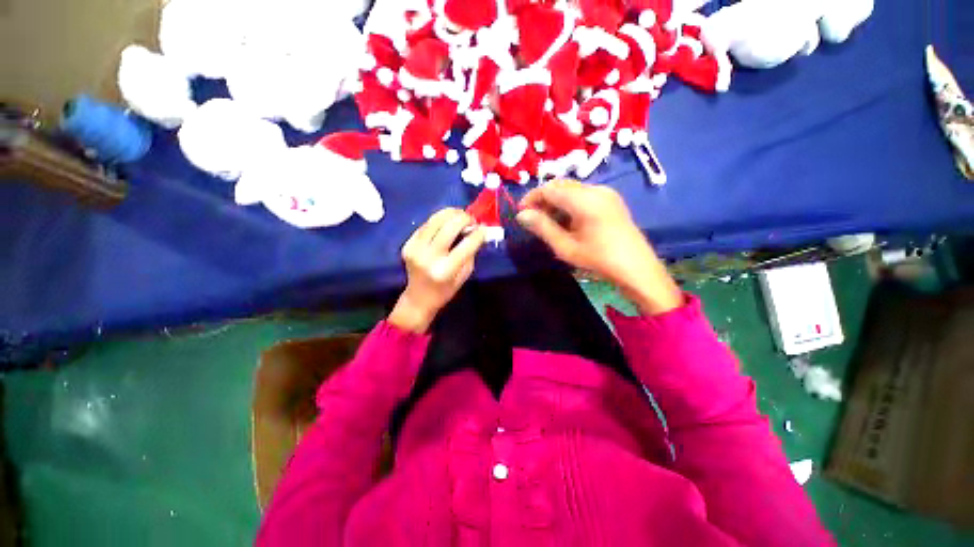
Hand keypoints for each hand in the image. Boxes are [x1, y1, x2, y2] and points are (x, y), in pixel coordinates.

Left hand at [389, 208, 485, 332]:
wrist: (418, 298)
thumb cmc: (445, 290)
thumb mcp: (464, 275)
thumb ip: (471, 253)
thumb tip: (477, 231)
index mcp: (445, 270)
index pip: (466, 245)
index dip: (478, 233)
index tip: (484, 228)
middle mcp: (429, 257)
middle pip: (449, 227)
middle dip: (464, 218)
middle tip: (472, 220)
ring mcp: (415, 249)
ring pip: (435, 220)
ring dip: (451, 214)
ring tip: (460, 215)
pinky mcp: (408, 244)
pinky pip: (426, 225)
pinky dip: (438, 220)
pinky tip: (446, 223)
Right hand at [516, 180, 681, 314]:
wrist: (637, 268)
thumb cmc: (599, 259)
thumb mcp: (566, 247)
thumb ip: (542, 228)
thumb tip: (521, 215)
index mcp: (584, 200)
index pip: (550, 188)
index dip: (532, 198)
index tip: (521, 213)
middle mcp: (596, 189)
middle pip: (561, 185)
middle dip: (543, 199)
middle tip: (533, 219)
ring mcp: (606, 193)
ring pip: (571, 189)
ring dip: (556, 202)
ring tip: (549, 223)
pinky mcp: (611, 199)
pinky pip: (583, 194)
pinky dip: (569, 204)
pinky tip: (567, 221)